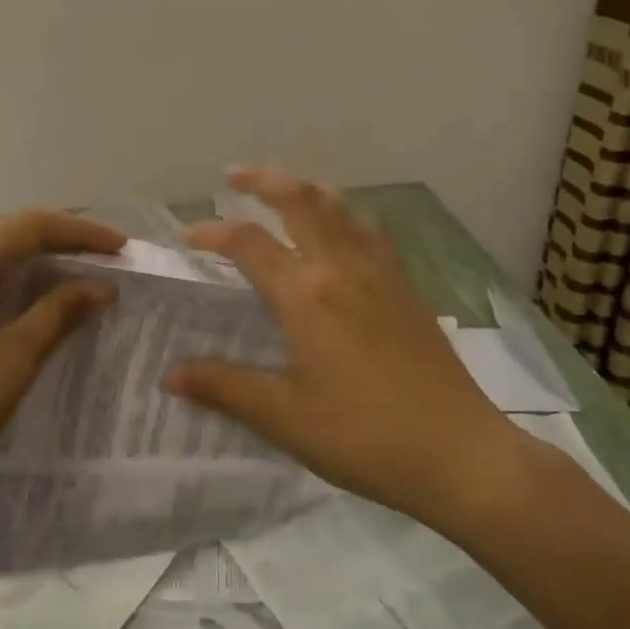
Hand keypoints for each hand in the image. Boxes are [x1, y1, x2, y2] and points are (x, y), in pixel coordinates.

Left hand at [0, 211, 123, 532]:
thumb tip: (100, 286)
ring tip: (76, 278)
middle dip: (59, 242)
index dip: (81, 233)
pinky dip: (5, 280)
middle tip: (104, 261)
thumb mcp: (13, 361)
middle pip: (7, 231)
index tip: (122, 248)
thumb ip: (58, 313)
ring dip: (32, 261)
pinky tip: (28, 302)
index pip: (32, 226)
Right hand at [164, 168, 523, 527]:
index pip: (249, 242)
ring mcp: (381, 271)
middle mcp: (342, 267)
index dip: (214, 232)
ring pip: (340, 207)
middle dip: (264, 180)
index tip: (189, 237)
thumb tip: (170, 375)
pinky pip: (370, 228)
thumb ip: (224, 388)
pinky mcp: (407, 285)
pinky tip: (342, 229)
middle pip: (301, 201)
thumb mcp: (285, 418)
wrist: (459, 453)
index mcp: (307, 295)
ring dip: (305, 189)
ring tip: (284, 190)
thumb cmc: (364, 437)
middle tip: (234, 175)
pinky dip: (344, 212)